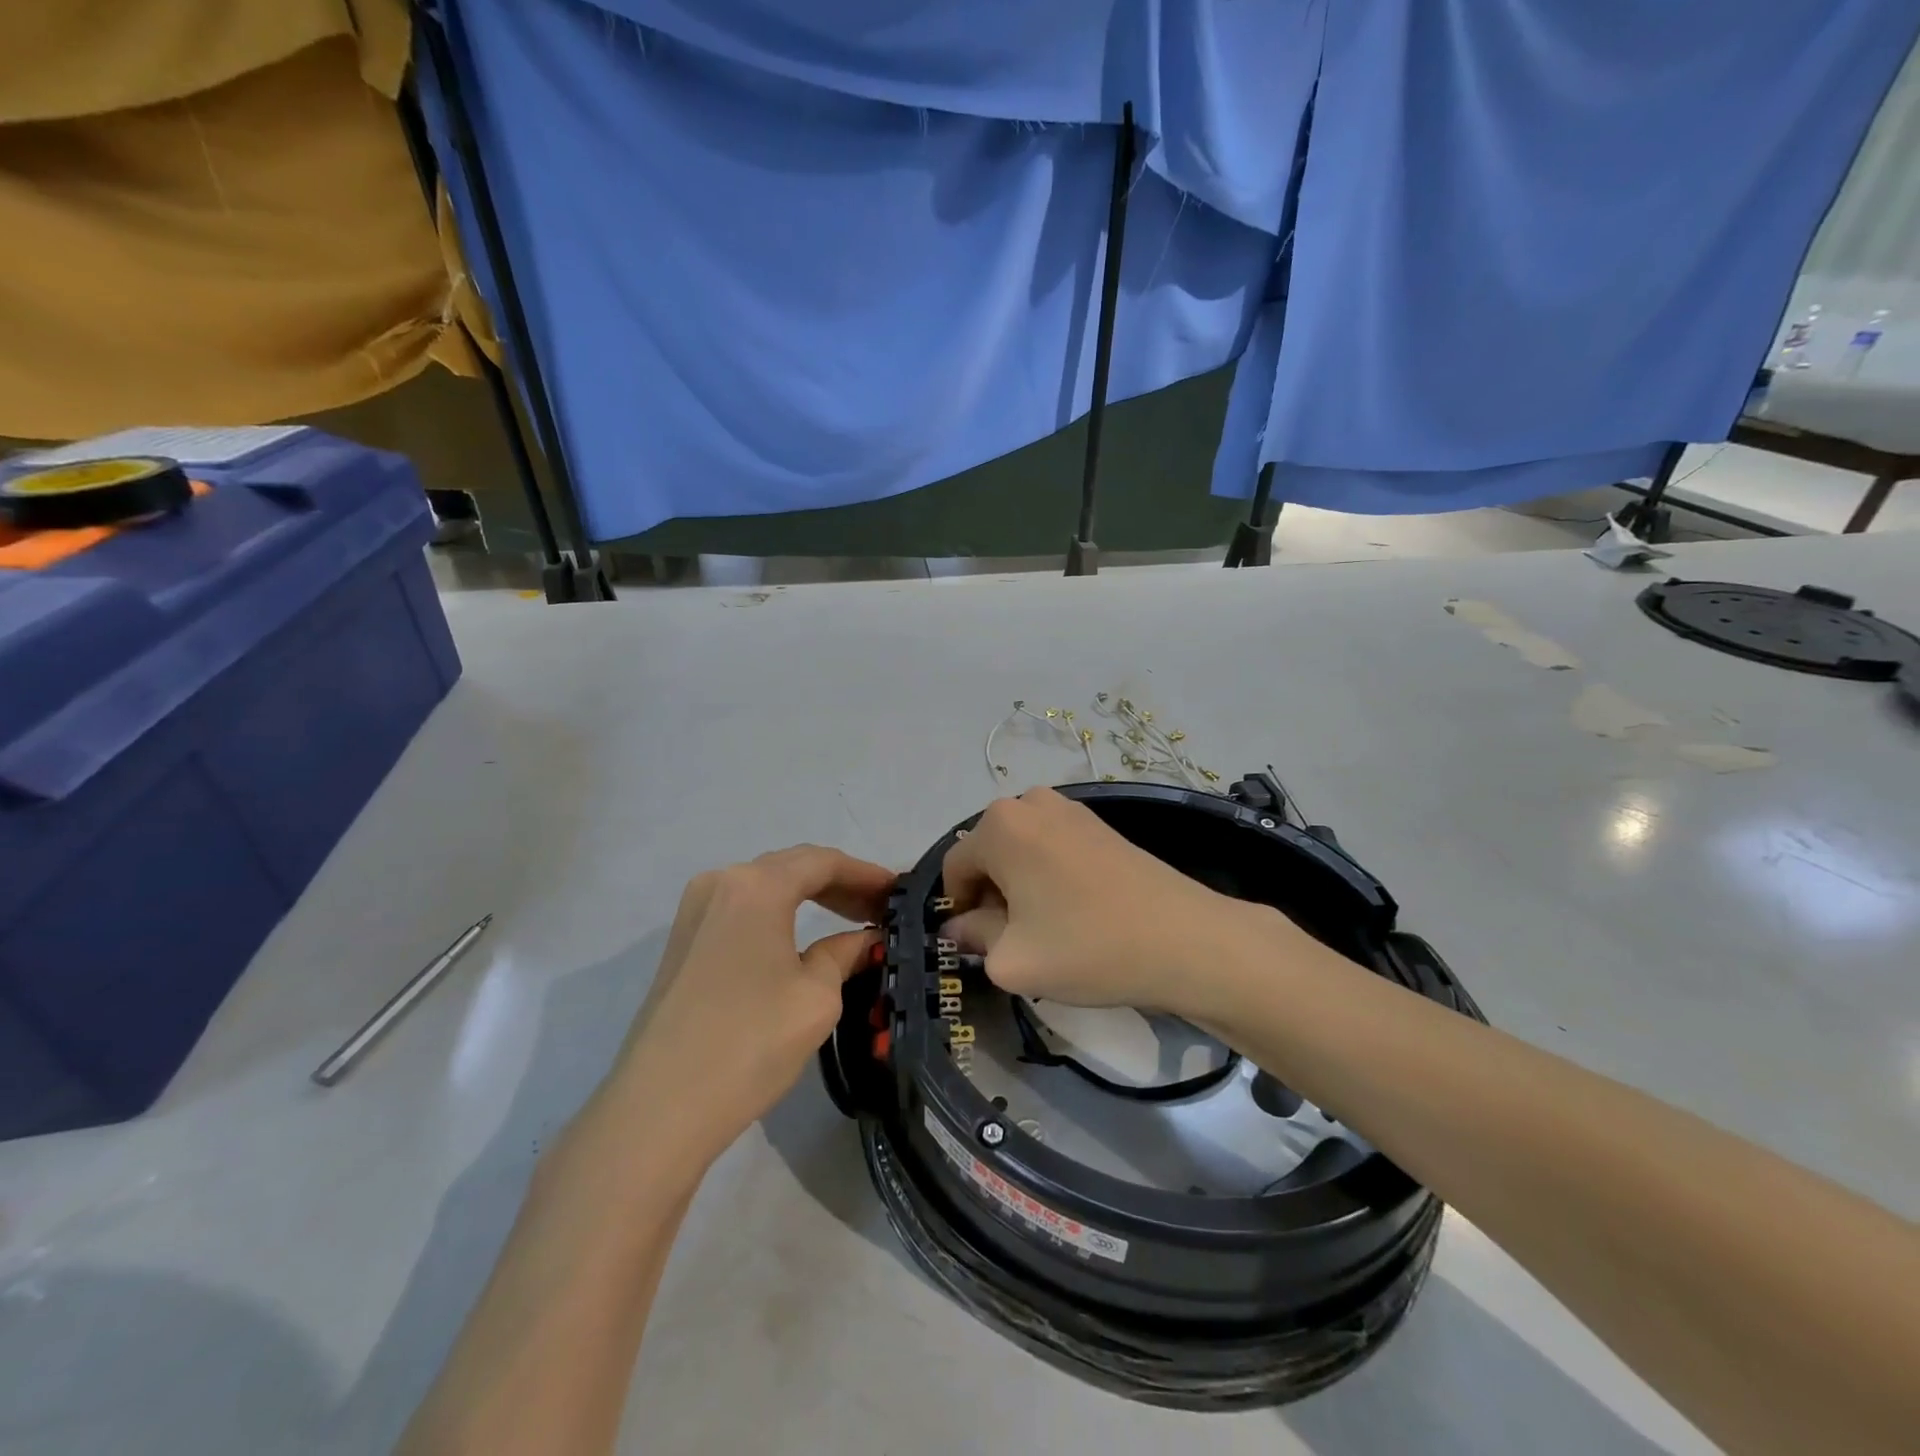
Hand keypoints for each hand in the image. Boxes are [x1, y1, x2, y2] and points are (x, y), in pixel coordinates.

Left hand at [609, 845, 894, 1164]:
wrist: (659, 1109)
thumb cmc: (749, 1043)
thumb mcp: (816, 997)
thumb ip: (845, 954)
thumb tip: (866, 939)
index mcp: (756, 886)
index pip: (822, 862)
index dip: (865, 873)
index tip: (899, 891)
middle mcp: (721, 882)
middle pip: (792, 868)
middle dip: (840, 884)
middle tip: (880, 908)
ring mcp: (695, 911)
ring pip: (766, 887)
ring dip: (809, 898)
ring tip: (851, 920)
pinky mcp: (682, 941)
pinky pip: (743, 910)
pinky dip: (780, 914)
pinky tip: (802, 939)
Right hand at [942, 789, 1304, 1022]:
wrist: (1184, 939)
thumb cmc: (1087, 947)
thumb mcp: (1012, 959)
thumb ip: (973, 938)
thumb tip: (958, 928)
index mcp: (999, 825)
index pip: (955, 867)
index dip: (958, 910)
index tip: (979, 945)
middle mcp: (1030, 802)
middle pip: (988, 854)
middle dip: (991, 896)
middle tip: (1015, 940)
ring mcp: (1070, 808)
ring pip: (1020, 851)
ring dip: (1020, 886)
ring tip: (1048, 928)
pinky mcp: (1100, 823)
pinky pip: (1051, 847)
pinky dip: (1049, 876)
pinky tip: (1075, 912)